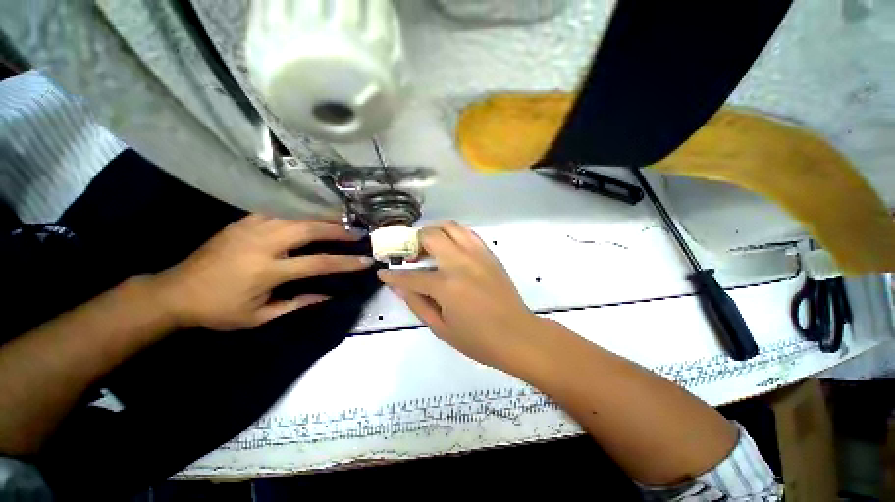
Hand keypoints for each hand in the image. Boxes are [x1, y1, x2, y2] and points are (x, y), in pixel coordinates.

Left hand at [151, 214, 372, 330]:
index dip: (346, 262)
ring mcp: (251, 227)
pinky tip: (313, 213)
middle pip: (309, 229)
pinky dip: (301, 211)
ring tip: (343, 219)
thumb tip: (328, 295)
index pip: (318, 263)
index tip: (366, 261)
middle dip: (338, 230)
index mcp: (266, 271)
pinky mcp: (243, 221)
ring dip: (323, 216)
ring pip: (296, 214)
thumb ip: (297, 304)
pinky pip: (279, 210)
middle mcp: (262, 244)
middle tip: (358, 232)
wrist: (175, 292)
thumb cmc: (218, 310)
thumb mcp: (259, 317)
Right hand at [378, 221, 542, 369]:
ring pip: (450, 226)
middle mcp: (460, 263)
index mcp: (446, 286)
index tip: (383, 272)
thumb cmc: (478, 340)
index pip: (410, 275)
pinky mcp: (489, 254)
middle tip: (411, 256)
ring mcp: (477, 254)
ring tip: (429, 247)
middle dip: (414, 242)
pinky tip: (450, 248)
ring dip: (434, 232)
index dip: (393, 275)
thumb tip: (398, 286)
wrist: (517, 334)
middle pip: (430, 236)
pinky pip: (467, 233)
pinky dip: (454, 235)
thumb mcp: (440, 328)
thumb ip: (417, 303)